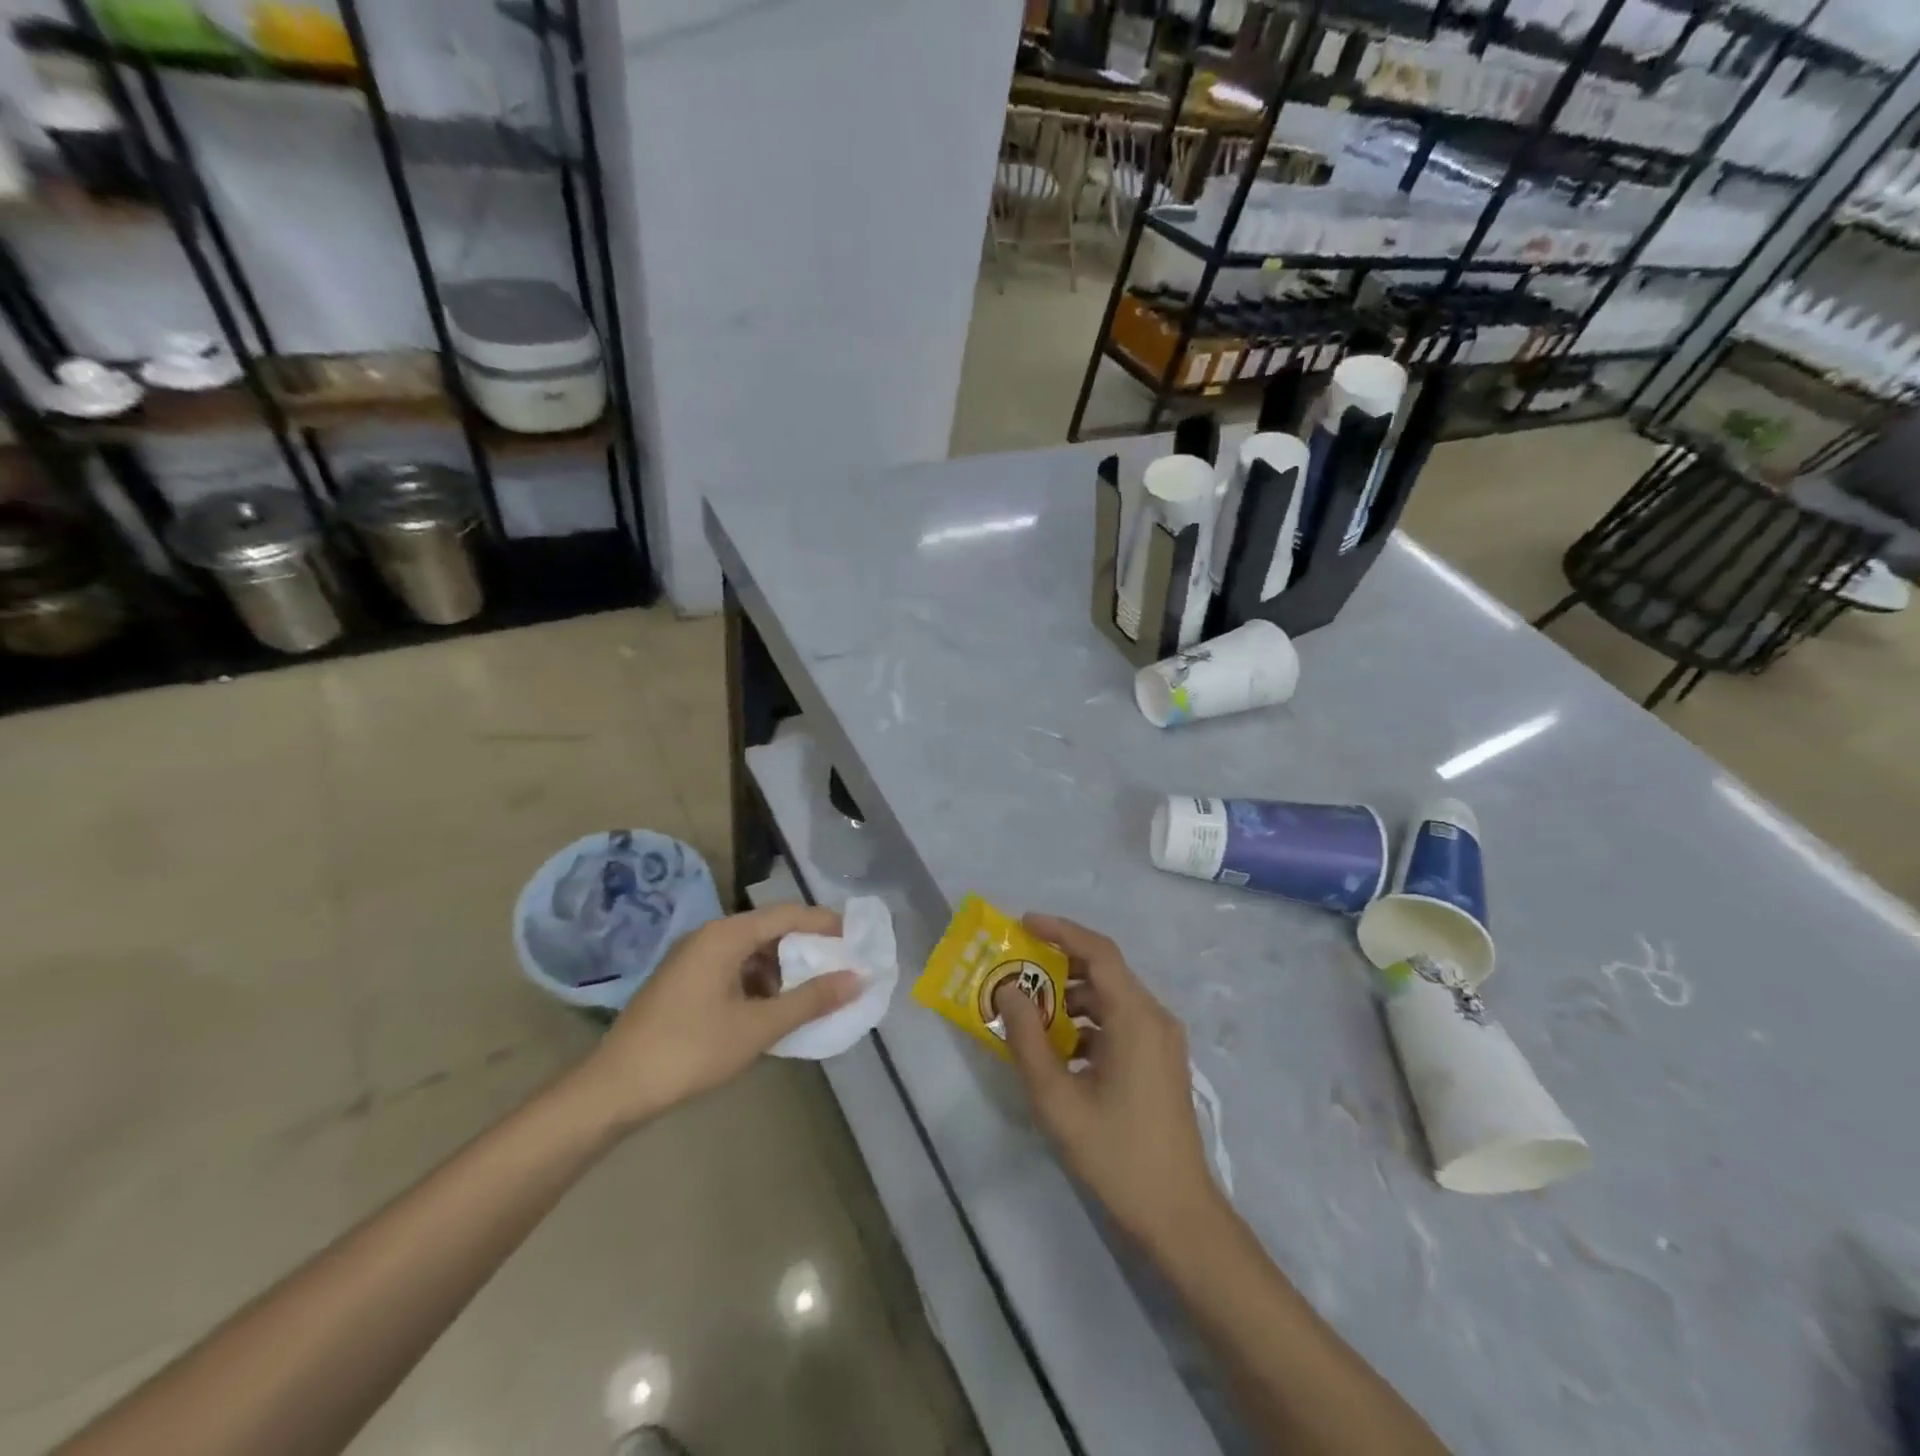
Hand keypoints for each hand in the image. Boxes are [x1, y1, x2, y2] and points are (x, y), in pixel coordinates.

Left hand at [572, 904, 861, 1129]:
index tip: (857, 940)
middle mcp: (708, 936)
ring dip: (782, 969)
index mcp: (725, 935)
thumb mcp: (758, 1027)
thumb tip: (857, 978)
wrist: (613, 1089)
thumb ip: (810, 1000)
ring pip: (750, 952)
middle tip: (839, 969)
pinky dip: (758, 983)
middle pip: (769, 930)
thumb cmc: (690, 1050)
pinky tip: (770, 1011)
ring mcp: (692, 959)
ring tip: (809, 996)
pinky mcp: (683, 982)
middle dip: (806, 949)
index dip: (825, 924)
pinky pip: (732, 968)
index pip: (787, 915)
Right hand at [996, 914, 1220, 1250]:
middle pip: (1105, 971)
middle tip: (1018, 968)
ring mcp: (1162, 1040)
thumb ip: (1027, 1039)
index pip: (1098, 952)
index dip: (1060, 930)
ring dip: (1071, 997)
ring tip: (1030, 1012)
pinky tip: (1060, 1049)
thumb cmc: (1115, 1154)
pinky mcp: (1161, 1061)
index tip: (1022, 923)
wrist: (1178, 1215)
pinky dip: (1088, 1023)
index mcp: (1136, 1017)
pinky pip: (1121, 1022)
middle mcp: (1155, 1017)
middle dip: (1059, 964)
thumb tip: (1008, 990)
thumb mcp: (1057, 1098)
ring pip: (1112, 998)